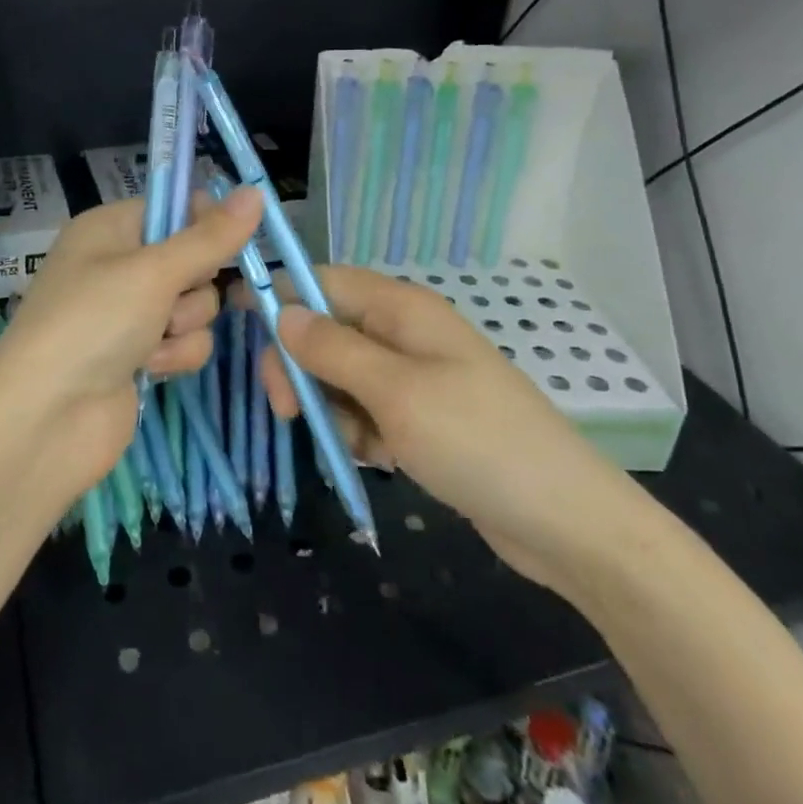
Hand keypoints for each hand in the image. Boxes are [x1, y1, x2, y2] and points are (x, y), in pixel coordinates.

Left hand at [0, 186, 266, 492]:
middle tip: (171, 300)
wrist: (46, 419)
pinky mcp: (141, 355)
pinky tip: (150, 369)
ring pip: (195, 304)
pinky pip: (185, 341)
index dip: (203, 222)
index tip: (226, 240)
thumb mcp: (154, 272)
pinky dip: (175, 355)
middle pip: (191, 258)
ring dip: (184, 325)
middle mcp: (118, 265)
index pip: (172, 207)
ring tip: (151, 342)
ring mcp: (129, 313)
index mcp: (109, 228)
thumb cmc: (93, 323)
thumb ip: (210, 237)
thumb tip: (256, 191)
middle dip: (193, 286)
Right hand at [248, 266, 646, 594]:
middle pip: (327, 331)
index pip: (324, 280)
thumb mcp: (395, 392)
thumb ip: (332, 349)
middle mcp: (405, 333)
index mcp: (402, 309)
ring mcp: (415, 377)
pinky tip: (380, 459)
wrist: (566, 522)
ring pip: (341, 376)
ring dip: (332, 409)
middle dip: (300, 367)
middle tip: (288, 412)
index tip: (236, 320)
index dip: (280, 294)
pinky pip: (367, 411)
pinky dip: (360, 433)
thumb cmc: (477, 442)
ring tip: (358, 445)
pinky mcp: (422, 417)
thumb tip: (282, 311)